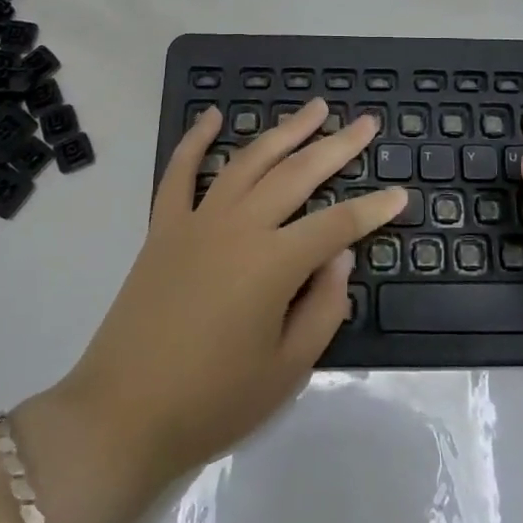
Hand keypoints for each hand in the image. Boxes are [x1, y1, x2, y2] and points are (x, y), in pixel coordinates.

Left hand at [54, 99, 405, 491]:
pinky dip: (196, 140)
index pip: (337, 224)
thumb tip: (340, 256)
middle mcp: (239, 226)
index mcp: (274, 263)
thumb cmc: (213, 401)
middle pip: (298, 174)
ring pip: (250, 161)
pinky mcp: (163, 227)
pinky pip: (180, 173)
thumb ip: (323, 307)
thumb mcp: (287, 369)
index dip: (372, 210)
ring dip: (285, 131)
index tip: (400, 195)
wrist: (122, 415)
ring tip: (315, 107)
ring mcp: (198, 221)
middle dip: (337, 146)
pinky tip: (213, 116)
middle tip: (366, 122)